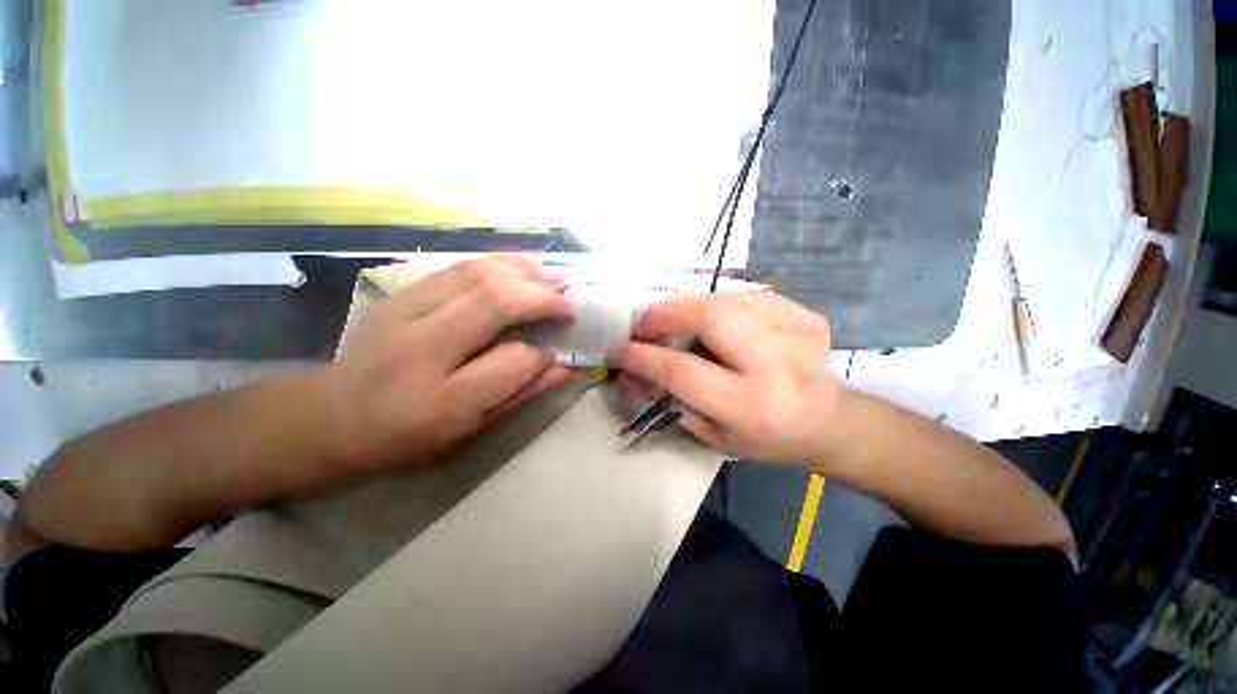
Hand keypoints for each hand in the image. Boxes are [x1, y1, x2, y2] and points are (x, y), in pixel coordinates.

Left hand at [323, 255, 574, 471]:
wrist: (328, 416)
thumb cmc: (404, 438)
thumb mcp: (467, 431)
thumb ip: (519, 396)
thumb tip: (562, 367)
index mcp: (440, 401)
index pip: (509, 363)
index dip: (541, 354)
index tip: (557, 351)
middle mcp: (420, 350)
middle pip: (493, 304)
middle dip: (540, 297)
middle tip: (567, 300)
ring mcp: (403, 313)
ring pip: (475, 275)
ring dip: (522, 272)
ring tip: (552, 277)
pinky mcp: (398, 294)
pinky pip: (456, 267)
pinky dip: (496, 262)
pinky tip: (520, 266)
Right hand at [609, 292, 844, 466]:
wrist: (831, 423)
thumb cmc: (768, 439)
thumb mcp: (716, 434)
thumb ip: (672, 401)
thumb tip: (633, 373)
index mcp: (749, 405)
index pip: (682, 370)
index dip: (644, 357)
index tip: (620, 351)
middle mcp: (774, 365)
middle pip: (709, 316)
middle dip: (665, 314)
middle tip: (645, 325)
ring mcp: (795, 332)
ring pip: (726, 298)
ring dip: (689, 306)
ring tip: (674, 321)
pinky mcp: (805, 315)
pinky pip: (747, 295)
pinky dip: (720, 303)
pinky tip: (715, 319)